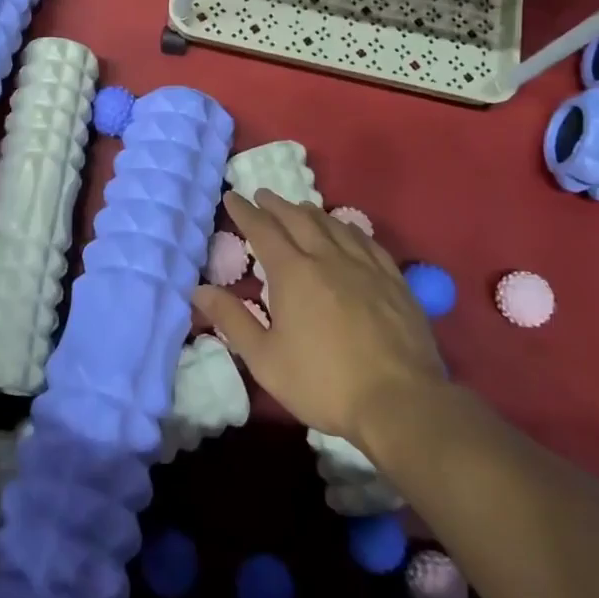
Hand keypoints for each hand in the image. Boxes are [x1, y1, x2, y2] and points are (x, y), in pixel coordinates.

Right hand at [193, 190, 446, 443]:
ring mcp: (365, 266)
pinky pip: (366, 240)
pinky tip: (347, 231)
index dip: (245, 212)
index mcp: (293, 273)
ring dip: (311, 212)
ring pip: (333, 225)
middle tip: (262, 196)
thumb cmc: (323, 382)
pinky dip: (348, 228)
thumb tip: (198, 290)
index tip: (232, 197)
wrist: (400, 401)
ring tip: (300, 208)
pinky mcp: (393, 279)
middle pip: (298, 219)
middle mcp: (328, 257)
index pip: (263, 230)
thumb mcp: (265, 359)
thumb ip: (232, 320)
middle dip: (276, 204)